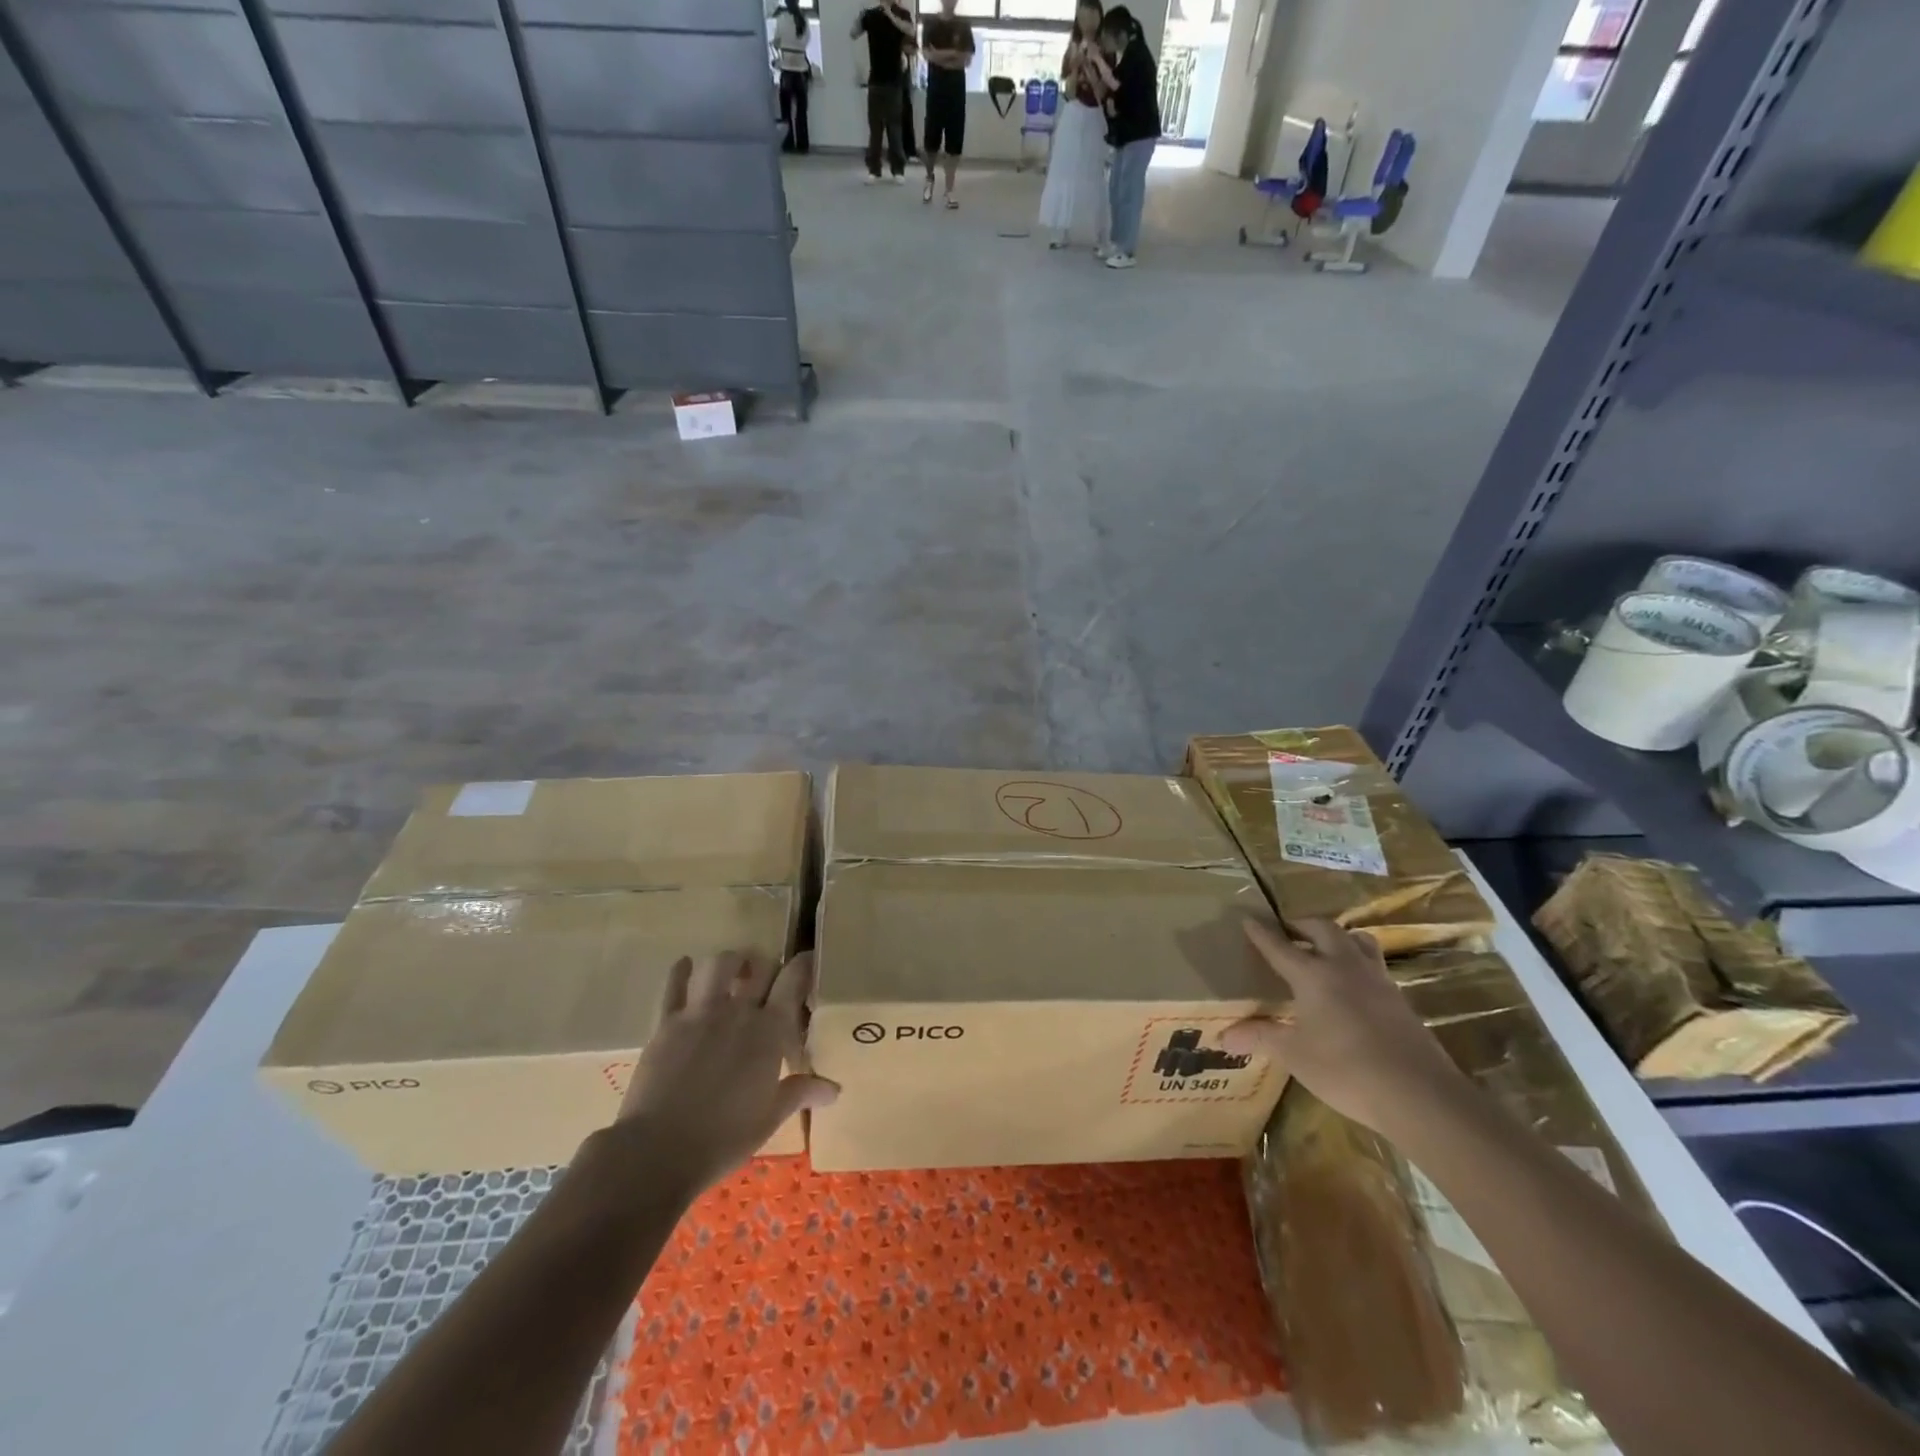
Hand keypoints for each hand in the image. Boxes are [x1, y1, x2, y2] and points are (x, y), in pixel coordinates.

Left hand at [613, 951, 837, 1200]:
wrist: (659, 1150)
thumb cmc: (724, 1138)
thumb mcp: (770, 1118)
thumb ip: (801, 1093)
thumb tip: (834, 1089)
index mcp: (769, 1031)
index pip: (792, 981)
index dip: (802, 965)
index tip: (807, 960)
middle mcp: (737, 1011)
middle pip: (760, 967)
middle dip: (768, 965)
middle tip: (769, 977)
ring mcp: (699, 1013)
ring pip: (719, 964)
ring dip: (730, 961)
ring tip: (733, 970)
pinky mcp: (666, 1022)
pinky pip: (673, 985)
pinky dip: (681, 971)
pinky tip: (685, 966)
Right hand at [1222, 919, 1466, 1137]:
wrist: (1419, 1094)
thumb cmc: (1346, 1069)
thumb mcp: (1294, 1055)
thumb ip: (1260, 1038)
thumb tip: (1223, 1036)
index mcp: (1312, 974)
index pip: (1279, 946)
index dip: (1261, 933)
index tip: (1248, 918)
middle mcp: (1344, 966)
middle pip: (1322, 929)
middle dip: (1301, 924)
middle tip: (1287, 931)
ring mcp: (1377, 980)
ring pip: (1356, 940)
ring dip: (1337, 937)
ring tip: (1324, 948)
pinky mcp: (1399, 998)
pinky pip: (1374, 964)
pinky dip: (1357, 961)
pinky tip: (1353, 984)